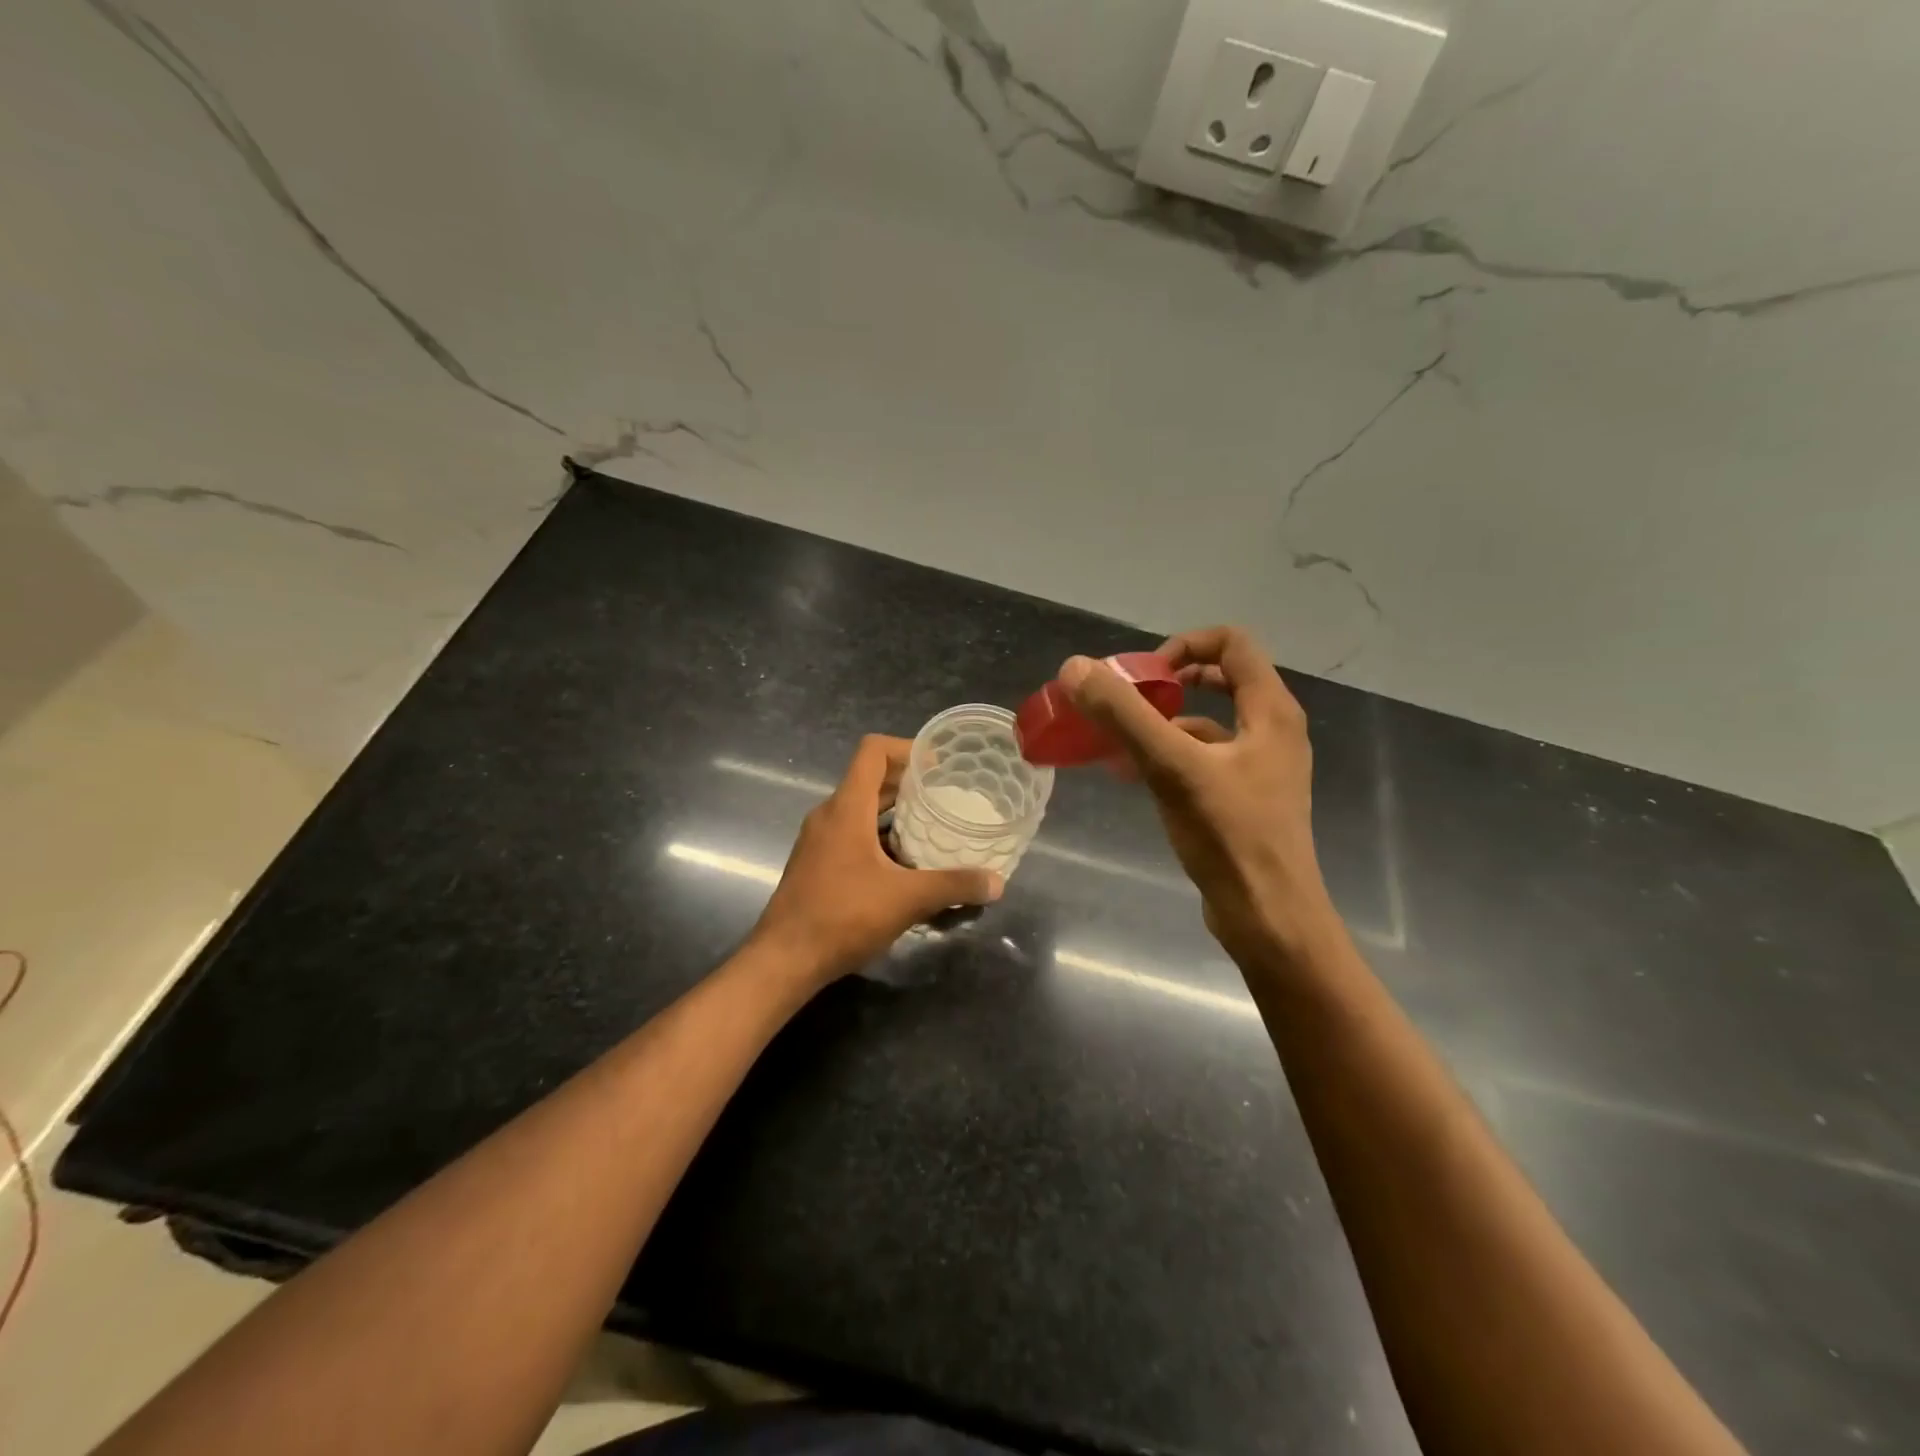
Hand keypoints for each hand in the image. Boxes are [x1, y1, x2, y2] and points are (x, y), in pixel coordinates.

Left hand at [749, 735, 1003, 984]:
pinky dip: (879, 836)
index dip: (907, 748)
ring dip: (894, 811)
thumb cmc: (842, 916)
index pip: (873, 751)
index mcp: (847, 807)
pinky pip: (852, 833)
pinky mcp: (816, 863)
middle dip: (908, 782)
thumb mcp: (906, 899)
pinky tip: (905, 863)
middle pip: (869, 778)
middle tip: (946, 794)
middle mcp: (829, 815)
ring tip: (931, 825)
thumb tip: (997, 882)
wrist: (784, 959)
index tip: (938, 764)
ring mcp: (819, 840)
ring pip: (861, 809)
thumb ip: (953, 886)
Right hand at [1060, 627, 1336, 966]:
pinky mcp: (1245, 797)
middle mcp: (1272, 730)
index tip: (1144, 676)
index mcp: (1270, 711)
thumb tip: (1076, 668)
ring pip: (1209, 722)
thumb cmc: (1230, 836)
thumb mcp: (1172, 768)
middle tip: (1128, 699)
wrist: (1269, 917)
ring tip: (1117, 740)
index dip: (1184, 645)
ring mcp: (1261, 766)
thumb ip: (1125, 715)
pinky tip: (1132, 775)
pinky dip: (1169, 755)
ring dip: (1163, 721)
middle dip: (1168, 682)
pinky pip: (1204, 758)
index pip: (1233, 644)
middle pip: (1221, 678)